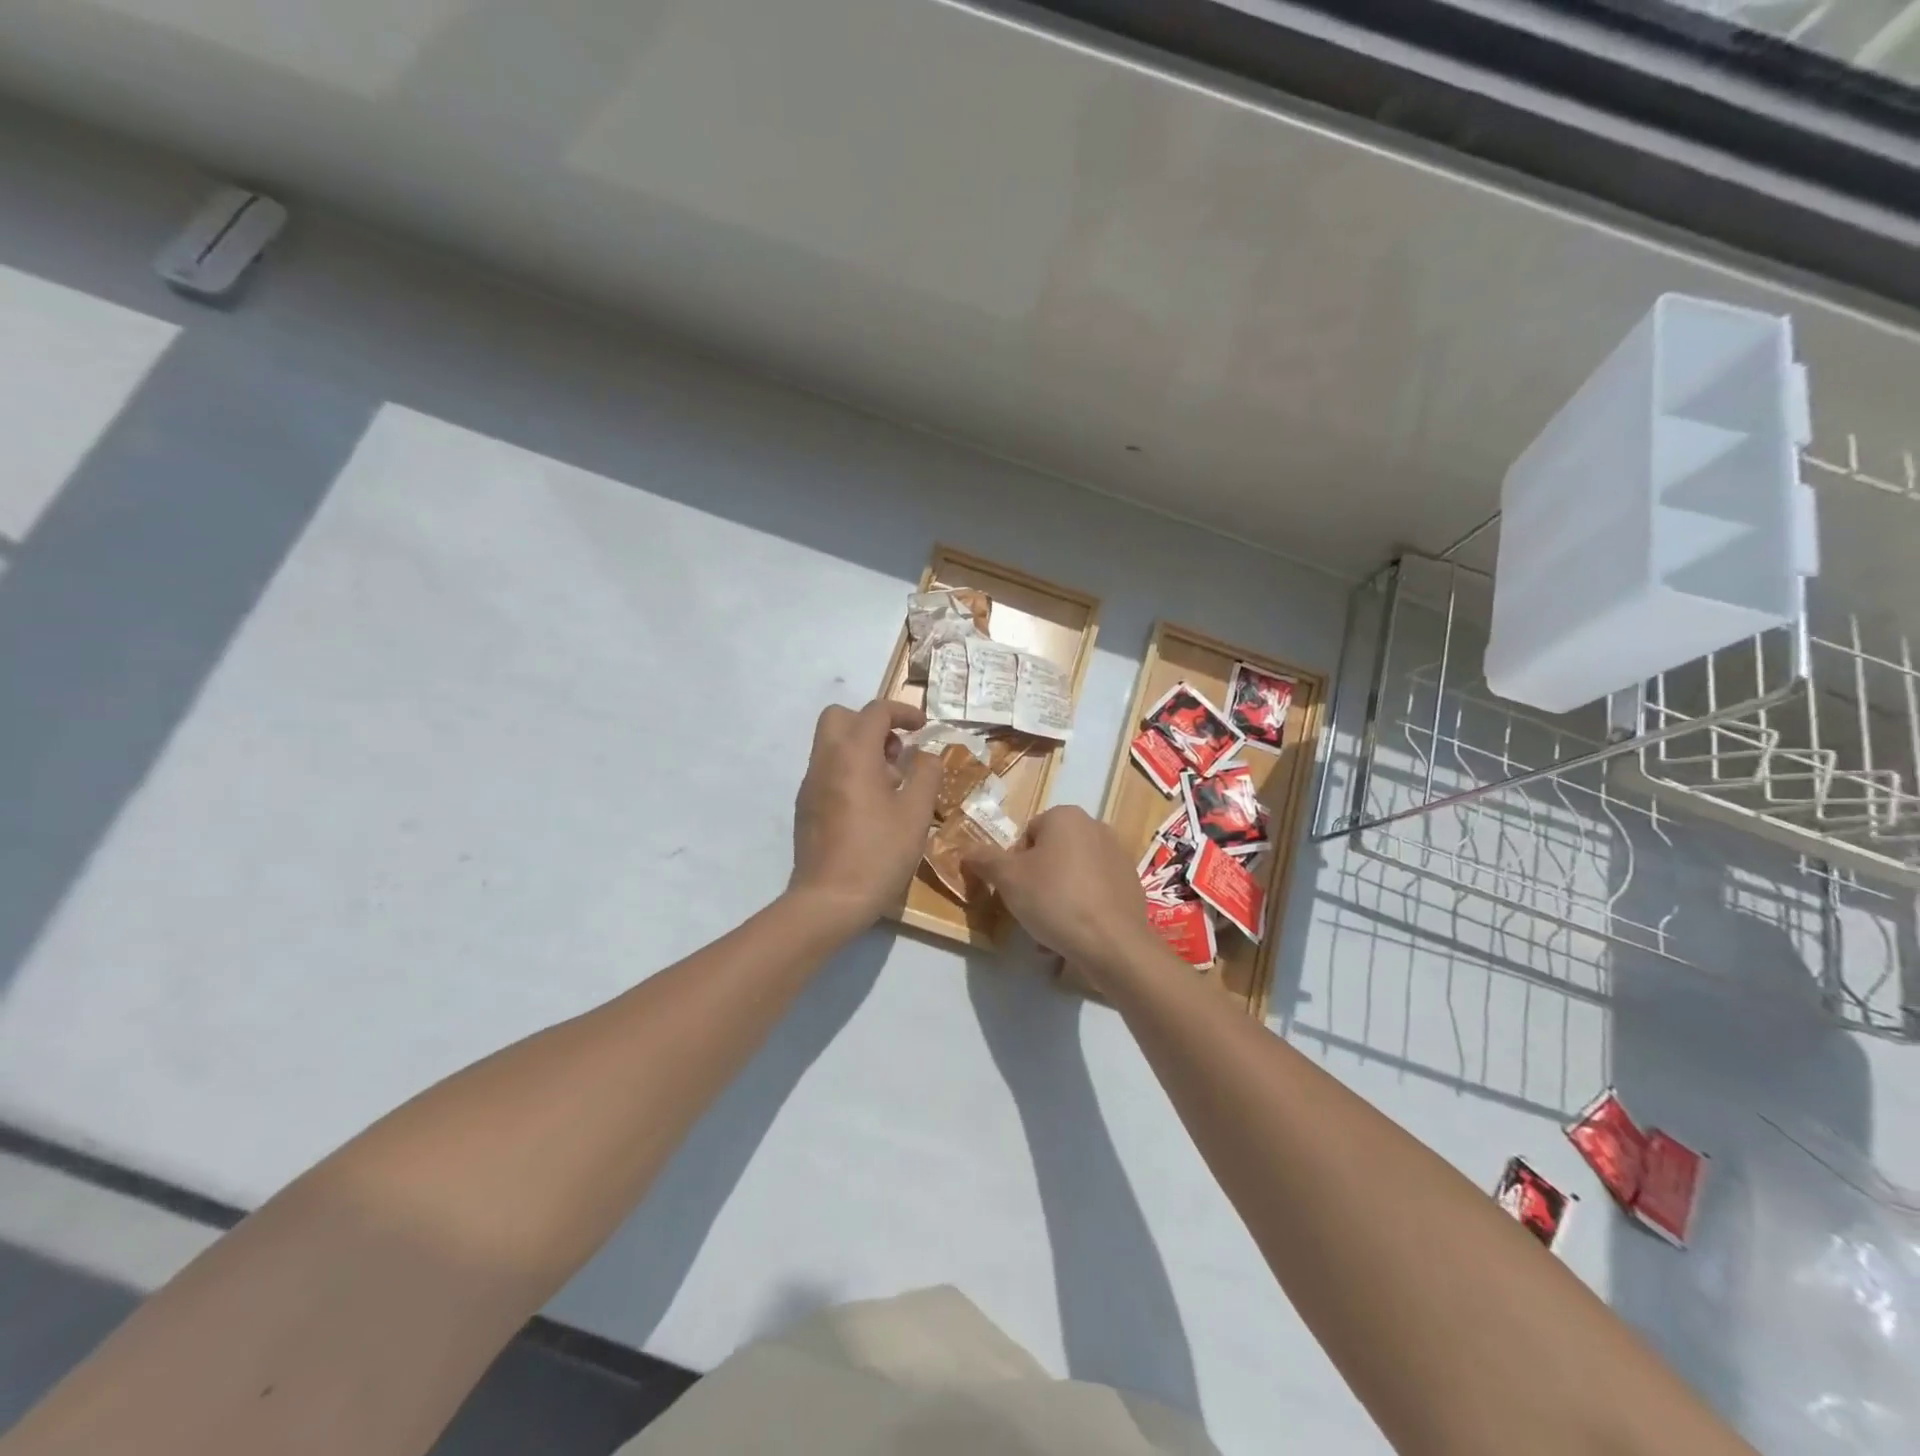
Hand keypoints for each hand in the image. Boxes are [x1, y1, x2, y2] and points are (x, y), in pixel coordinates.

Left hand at [788, 699, 941, 933]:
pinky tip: (870, 806)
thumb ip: (926, 774)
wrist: (829, 900)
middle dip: (871, 723)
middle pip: (840, 717)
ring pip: (831, 743)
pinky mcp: (805, 806)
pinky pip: (827, 770)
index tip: (923, 727)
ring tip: (890, 783)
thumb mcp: (916, 813)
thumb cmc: (878, 853)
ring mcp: (810, 783)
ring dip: (861, 748)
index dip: (903, 712)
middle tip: (896, 751)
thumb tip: (927, 755)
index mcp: (852, 754)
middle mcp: (825, 760)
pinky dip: (849, 770)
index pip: (875, 711)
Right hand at [963, 806, 1160, 979]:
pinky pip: (1094, 892)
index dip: (1014, 864)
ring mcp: (1118, 855)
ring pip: (1072, 875)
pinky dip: (1081, 908)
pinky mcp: (1132, 883)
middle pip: (1051, 854)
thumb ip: (984, 859)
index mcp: (1066, 816)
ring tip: (1050, 931)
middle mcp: (1095, 827)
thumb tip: (966, 850)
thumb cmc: (1055, 899)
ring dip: (1057, 898)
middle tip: (1029, 911)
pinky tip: (1074, 934)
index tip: (1014, 890)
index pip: (1027, 835)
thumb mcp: (1008, 879)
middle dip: (1037, 882)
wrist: (1113, 943)